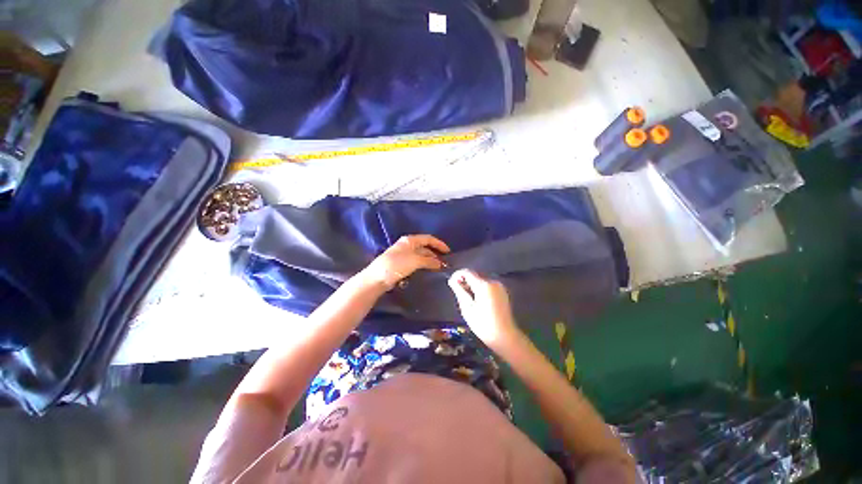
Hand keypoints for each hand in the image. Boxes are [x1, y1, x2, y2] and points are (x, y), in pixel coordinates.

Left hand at [361, 235, 450, 290]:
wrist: (377, 278)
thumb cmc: (396, 265)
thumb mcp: (415, 261)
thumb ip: (429, 261)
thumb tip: (440, 263)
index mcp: (410, 240)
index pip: (428, 239)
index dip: (439, 244)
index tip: (448, 252)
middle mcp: (407, 245)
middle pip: (425, 247)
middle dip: (435, 254)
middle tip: (445, 263)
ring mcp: (404, 255)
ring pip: (421, 256)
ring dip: (430, 261)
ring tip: (439, 268)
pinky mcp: (401, 264)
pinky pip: (416, 263)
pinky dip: (423, 266)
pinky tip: (428, 271)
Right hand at [448, 269, 520, 347]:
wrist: (504, 336)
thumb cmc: (483, 324)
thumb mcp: (467, 308)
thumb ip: (459, 291)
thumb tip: (452, 280)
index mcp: (483, 285)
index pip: (467, 272)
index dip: (457, 275)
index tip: (451, 283)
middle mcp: (492, 281)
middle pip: (475, 275)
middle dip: (465, 281)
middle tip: (458, 292)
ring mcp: (499, 286)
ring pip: (481, 280)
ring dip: (472, 285)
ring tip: (467, 298)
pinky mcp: (502, 292)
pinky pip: (488, 285)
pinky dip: (480, 289)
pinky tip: (477, 300)